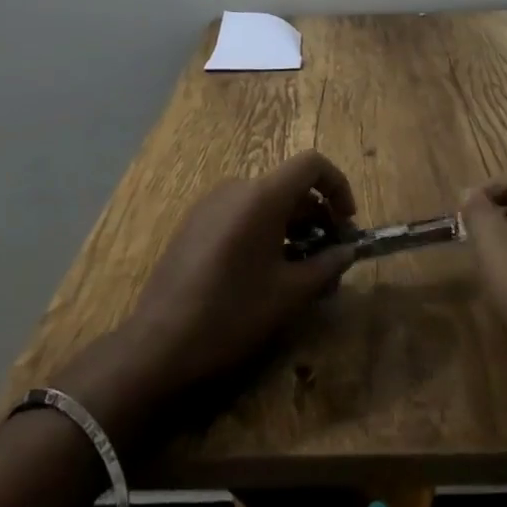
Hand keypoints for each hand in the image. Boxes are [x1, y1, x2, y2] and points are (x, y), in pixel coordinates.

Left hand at [76, 152, 358, 414]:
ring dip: (292, 225)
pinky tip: (265, 271)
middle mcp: (236, 187)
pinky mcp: (195, 222)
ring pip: (265, 200)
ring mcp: (211, 203)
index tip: (347, 222)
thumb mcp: (289, 293)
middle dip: (317, 214)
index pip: (311, 164)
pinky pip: (241, 213)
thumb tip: (347, 251)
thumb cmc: (232, 313)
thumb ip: (326, 266)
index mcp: (262, 195)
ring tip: (302, 269)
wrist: (159, 342)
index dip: (337, 185)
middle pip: (288, 184)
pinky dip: (264, 229)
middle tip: (330, 255)